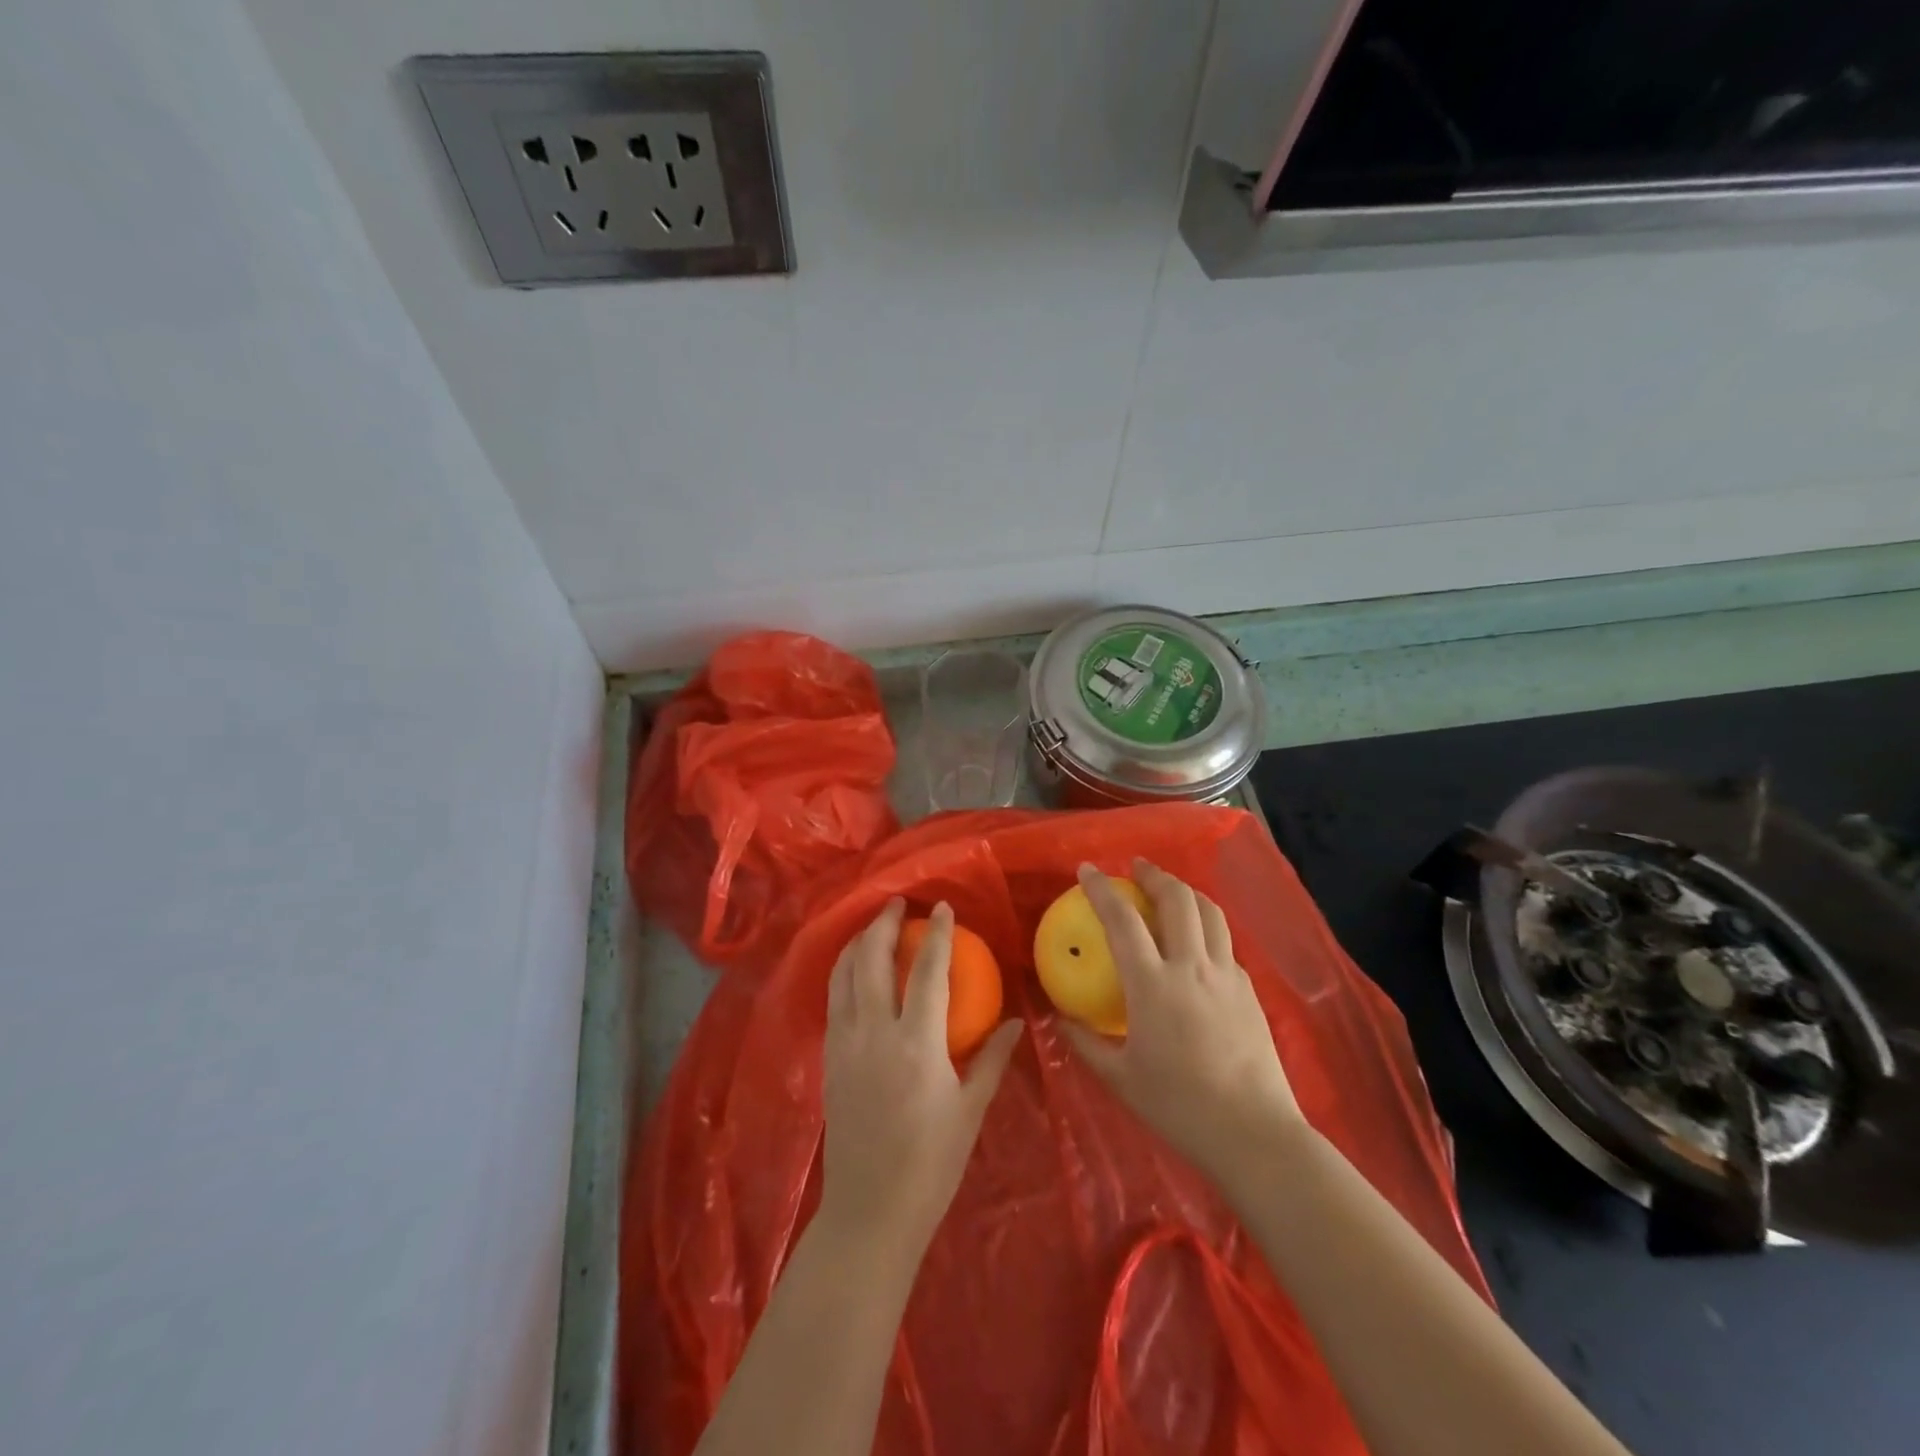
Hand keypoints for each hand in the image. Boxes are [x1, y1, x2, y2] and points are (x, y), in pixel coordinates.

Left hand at [819, 899, 1022, 1260]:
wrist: (870, 1211)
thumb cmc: (931, 1164)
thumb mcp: (971, 1110)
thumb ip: (992, 1058)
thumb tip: (1018, 1021)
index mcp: (917, 1044)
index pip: (928, 971)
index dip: (938, 934)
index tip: (943, 907)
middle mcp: (875, 1033)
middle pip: (873, 960)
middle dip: (884, 924)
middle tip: (897, 903)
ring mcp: (844, 1044)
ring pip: (844, 974)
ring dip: (858, 943)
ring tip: (873, 926)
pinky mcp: (829, 1059)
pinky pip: (833, 999)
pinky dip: (843, 972)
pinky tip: (854, 970)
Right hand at [1059, 860, 1304, 1187]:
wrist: (1254, 1133)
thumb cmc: (1179, 1107)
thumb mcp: (1119, 1078)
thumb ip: (1085, 1043)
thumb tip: (1061, 1018)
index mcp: (1153, 984)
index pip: (1123, 920)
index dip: (1102, 889)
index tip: (1087, 870)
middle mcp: (1192, 967)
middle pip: (1177, 899)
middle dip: (1154, 874)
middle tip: (1136, 867)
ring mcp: (1227, 975)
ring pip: (1210, 913)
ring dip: (1186, 892)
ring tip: (1169, 891)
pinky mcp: (1249, 991)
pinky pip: (1225, 945)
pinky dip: (1206, 929)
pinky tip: (1197, 947)